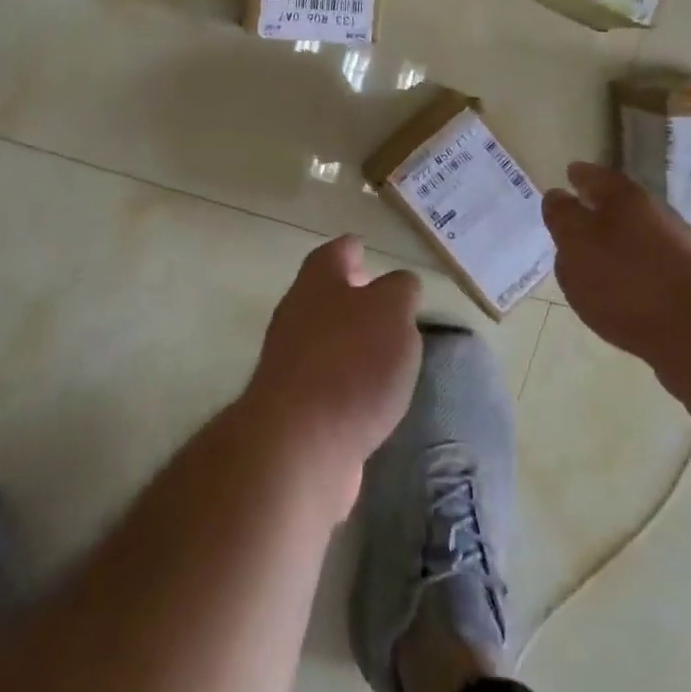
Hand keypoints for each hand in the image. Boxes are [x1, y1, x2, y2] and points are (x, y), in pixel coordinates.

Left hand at [245, 236, 422, 516]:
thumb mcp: (392, 312)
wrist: (300, 443)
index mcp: (318, 281)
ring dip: (350, 340)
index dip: (352, 248)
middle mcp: (297, 313)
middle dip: (351, 295)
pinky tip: (370, 396)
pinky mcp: (293, 405)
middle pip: (324, 294)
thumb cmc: (352, 362)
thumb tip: (399, 284)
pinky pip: (325, 380)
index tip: (365, 248)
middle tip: (383, 302)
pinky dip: (346, 381)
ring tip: (386, 350)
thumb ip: (400, 291)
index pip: (335, 252)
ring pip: (325, 337)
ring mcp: (289, 360)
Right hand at [543, 162, 690, 354]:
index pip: (593, 175)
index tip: (568, 175)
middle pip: (618, 204)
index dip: (578, 176)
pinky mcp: (688, 282)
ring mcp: (676, 247)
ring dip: (615, 242)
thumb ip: (562, 217)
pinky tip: (620, 290)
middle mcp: (654, 213)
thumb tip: (558, 197)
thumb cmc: (625, 279)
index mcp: (623, 196)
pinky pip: (649, 266)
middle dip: (597, 209)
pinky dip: (631, 270)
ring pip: (635, 235)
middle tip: (575, 219)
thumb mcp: (576, 243)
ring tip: (592, 260)